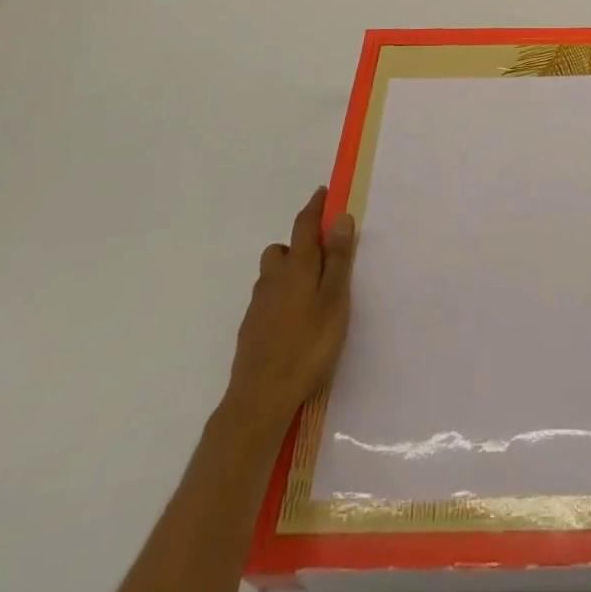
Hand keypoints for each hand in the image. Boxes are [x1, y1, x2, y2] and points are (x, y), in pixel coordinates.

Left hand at [224, 187, 355, 425]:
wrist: (260, 398)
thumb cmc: (308, 345)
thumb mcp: (334, 299)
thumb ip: (338, 258)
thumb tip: (340, 216)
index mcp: (297, 266)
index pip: (305, 225)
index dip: (315, 207)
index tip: (324, 193)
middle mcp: (273, 278)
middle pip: (283, 249)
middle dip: (300, 245)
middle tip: (323, 258)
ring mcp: (258, 305)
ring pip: (272, 275)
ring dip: (288, 272)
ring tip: (310, 293)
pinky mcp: (250, 329)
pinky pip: (267, 299)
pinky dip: (280, 298)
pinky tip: (294, 322)